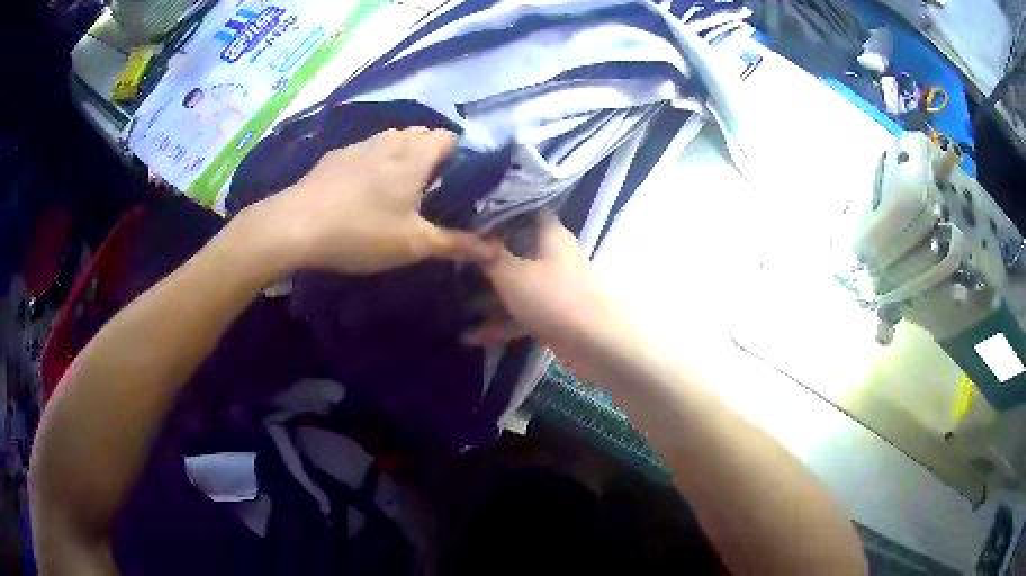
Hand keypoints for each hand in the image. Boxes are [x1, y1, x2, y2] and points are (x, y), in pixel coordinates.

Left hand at [245, 127, 493, 274]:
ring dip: (402, 154)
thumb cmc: (361, 231)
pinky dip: (374, 161)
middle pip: (421, 134)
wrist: (294, 226)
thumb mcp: (413, 244)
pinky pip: (365, 151)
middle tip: (435, 186)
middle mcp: (389, 141)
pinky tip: (363, 189)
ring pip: (391, 139)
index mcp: (414, 156)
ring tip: (401, 186)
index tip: (464, 179)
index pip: (449, 137)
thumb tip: (496, 254)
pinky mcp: (334, 158)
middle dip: (433, 153)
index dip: (461, 153)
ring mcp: (358, 146)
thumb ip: (456, 245)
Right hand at [466, 212, 633, 376]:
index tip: (469, 217)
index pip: (525, 210)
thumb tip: (467, 236)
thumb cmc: (553, 298)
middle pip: (516, 250)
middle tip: (454, 261)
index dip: (498, 211)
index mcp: (551, 235)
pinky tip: (471, 338)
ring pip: (518, 285)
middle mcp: (555, 256)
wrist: (597, 344)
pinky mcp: (556, 315)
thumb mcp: (510, 273)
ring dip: (489, 296)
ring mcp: (557, 287)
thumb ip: (487, 254)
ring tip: (456, 304)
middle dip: (486, 258)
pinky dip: (500, 323)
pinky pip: (523, 313)